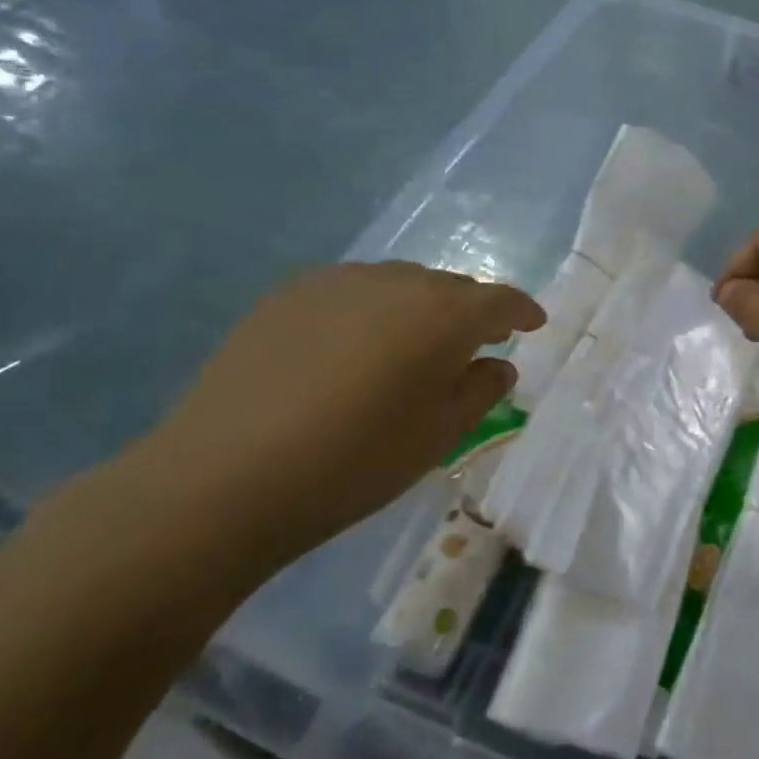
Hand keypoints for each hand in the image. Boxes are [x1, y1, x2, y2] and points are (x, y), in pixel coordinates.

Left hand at [118, 263, 543, 573]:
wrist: (225, 477)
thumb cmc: (355, 463)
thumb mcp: (439, 436)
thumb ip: (480, 390)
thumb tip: (496, 363)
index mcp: (443, 315)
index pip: (499, 300)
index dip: (522, 310)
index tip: (533, 324)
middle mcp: (396, 282)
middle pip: (450, 287)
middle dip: (470, 312)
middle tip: (473, 345)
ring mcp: (337, 282)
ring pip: (400, 284)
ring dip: (419, 309)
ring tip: (411, 347)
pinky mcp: (289, 294)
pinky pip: (352, 291)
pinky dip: (371, 310)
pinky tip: (353, 348)